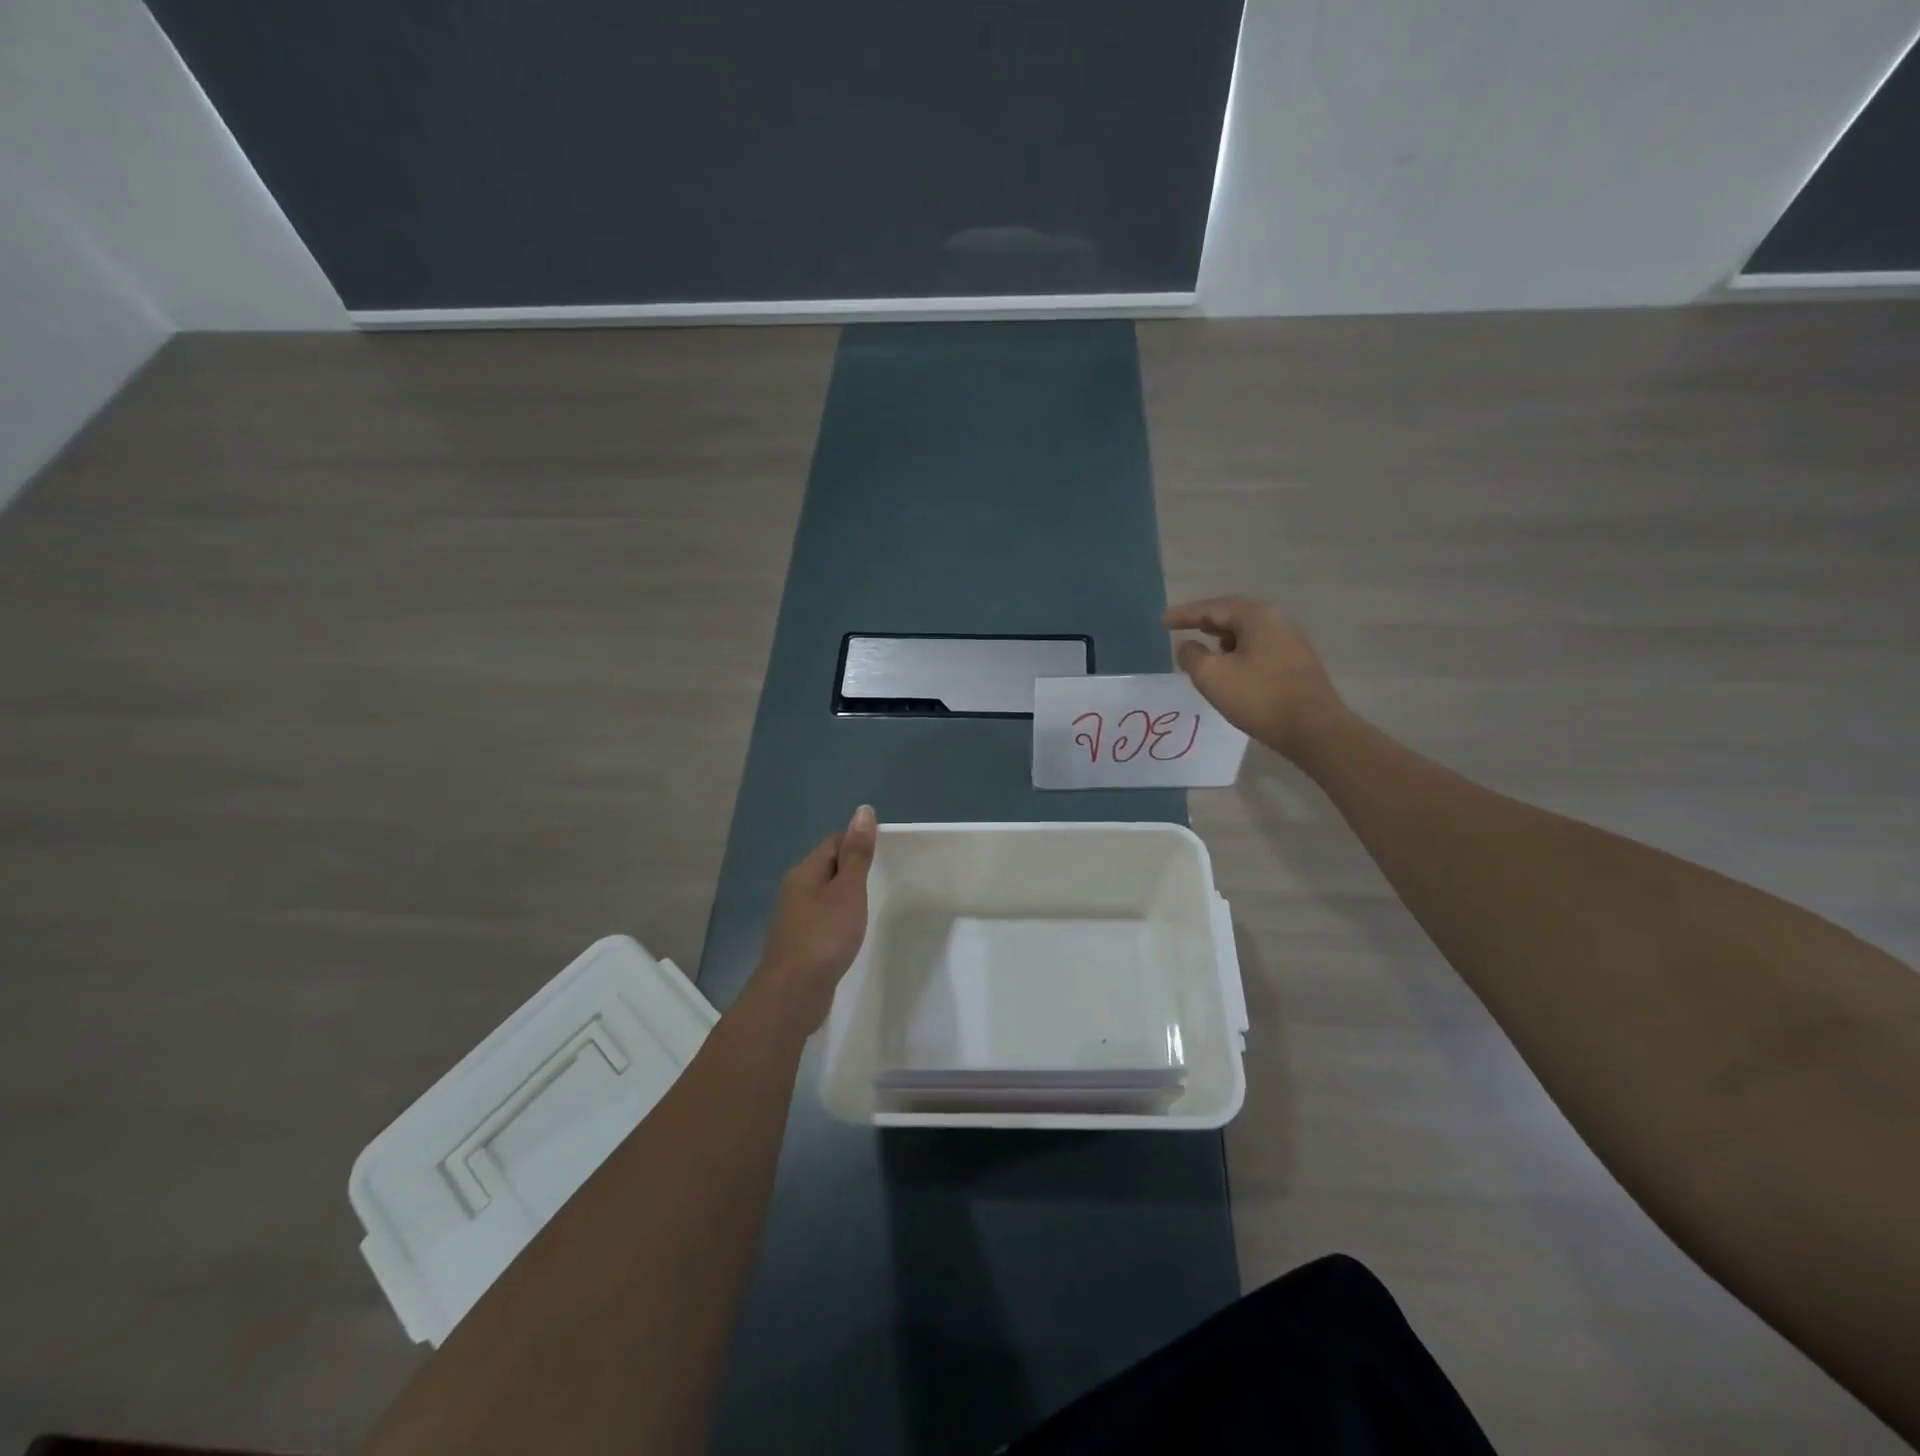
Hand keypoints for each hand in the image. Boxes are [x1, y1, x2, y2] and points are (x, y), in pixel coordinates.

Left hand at [755, 805, 877, 1023]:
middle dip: (853, 869)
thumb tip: (863, 810)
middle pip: (827, 867)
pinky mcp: (800, 944)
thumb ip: (857, 853)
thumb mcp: (848, 890)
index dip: (858, 841)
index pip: (833, 842)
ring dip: (846, 896)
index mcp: (805, 872)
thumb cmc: (824, 936)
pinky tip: (852, 932)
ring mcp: (795, 919)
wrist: (793, 994)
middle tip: (886, 877)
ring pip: (825, 896)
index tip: (887, 852)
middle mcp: (795, 890)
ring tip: (873, 904)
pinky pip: (823, 920)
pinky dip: (840, 920)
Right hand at [1165, 596, 1347, 759]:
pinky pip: (1258, 648)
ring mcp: (1290, 642)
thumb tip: (1187, 645)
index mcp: (1256, 616)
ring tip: (1203, 648)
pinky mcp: (1295, 663)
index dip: (1185, 614)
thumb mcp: (1213, 676)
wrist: (1313, 729)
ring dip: (1221, 638)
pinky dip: (1237, 652)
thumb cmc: (1260, 697)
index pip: (1213, 608)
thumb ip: (1192, 656)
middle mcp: (1277, 621)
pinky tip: (1229, 667)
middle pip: (1232, 615)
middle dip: (1205, 621)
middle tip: (1181, 627)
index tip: (1163, 620)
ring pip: (1246, 632)